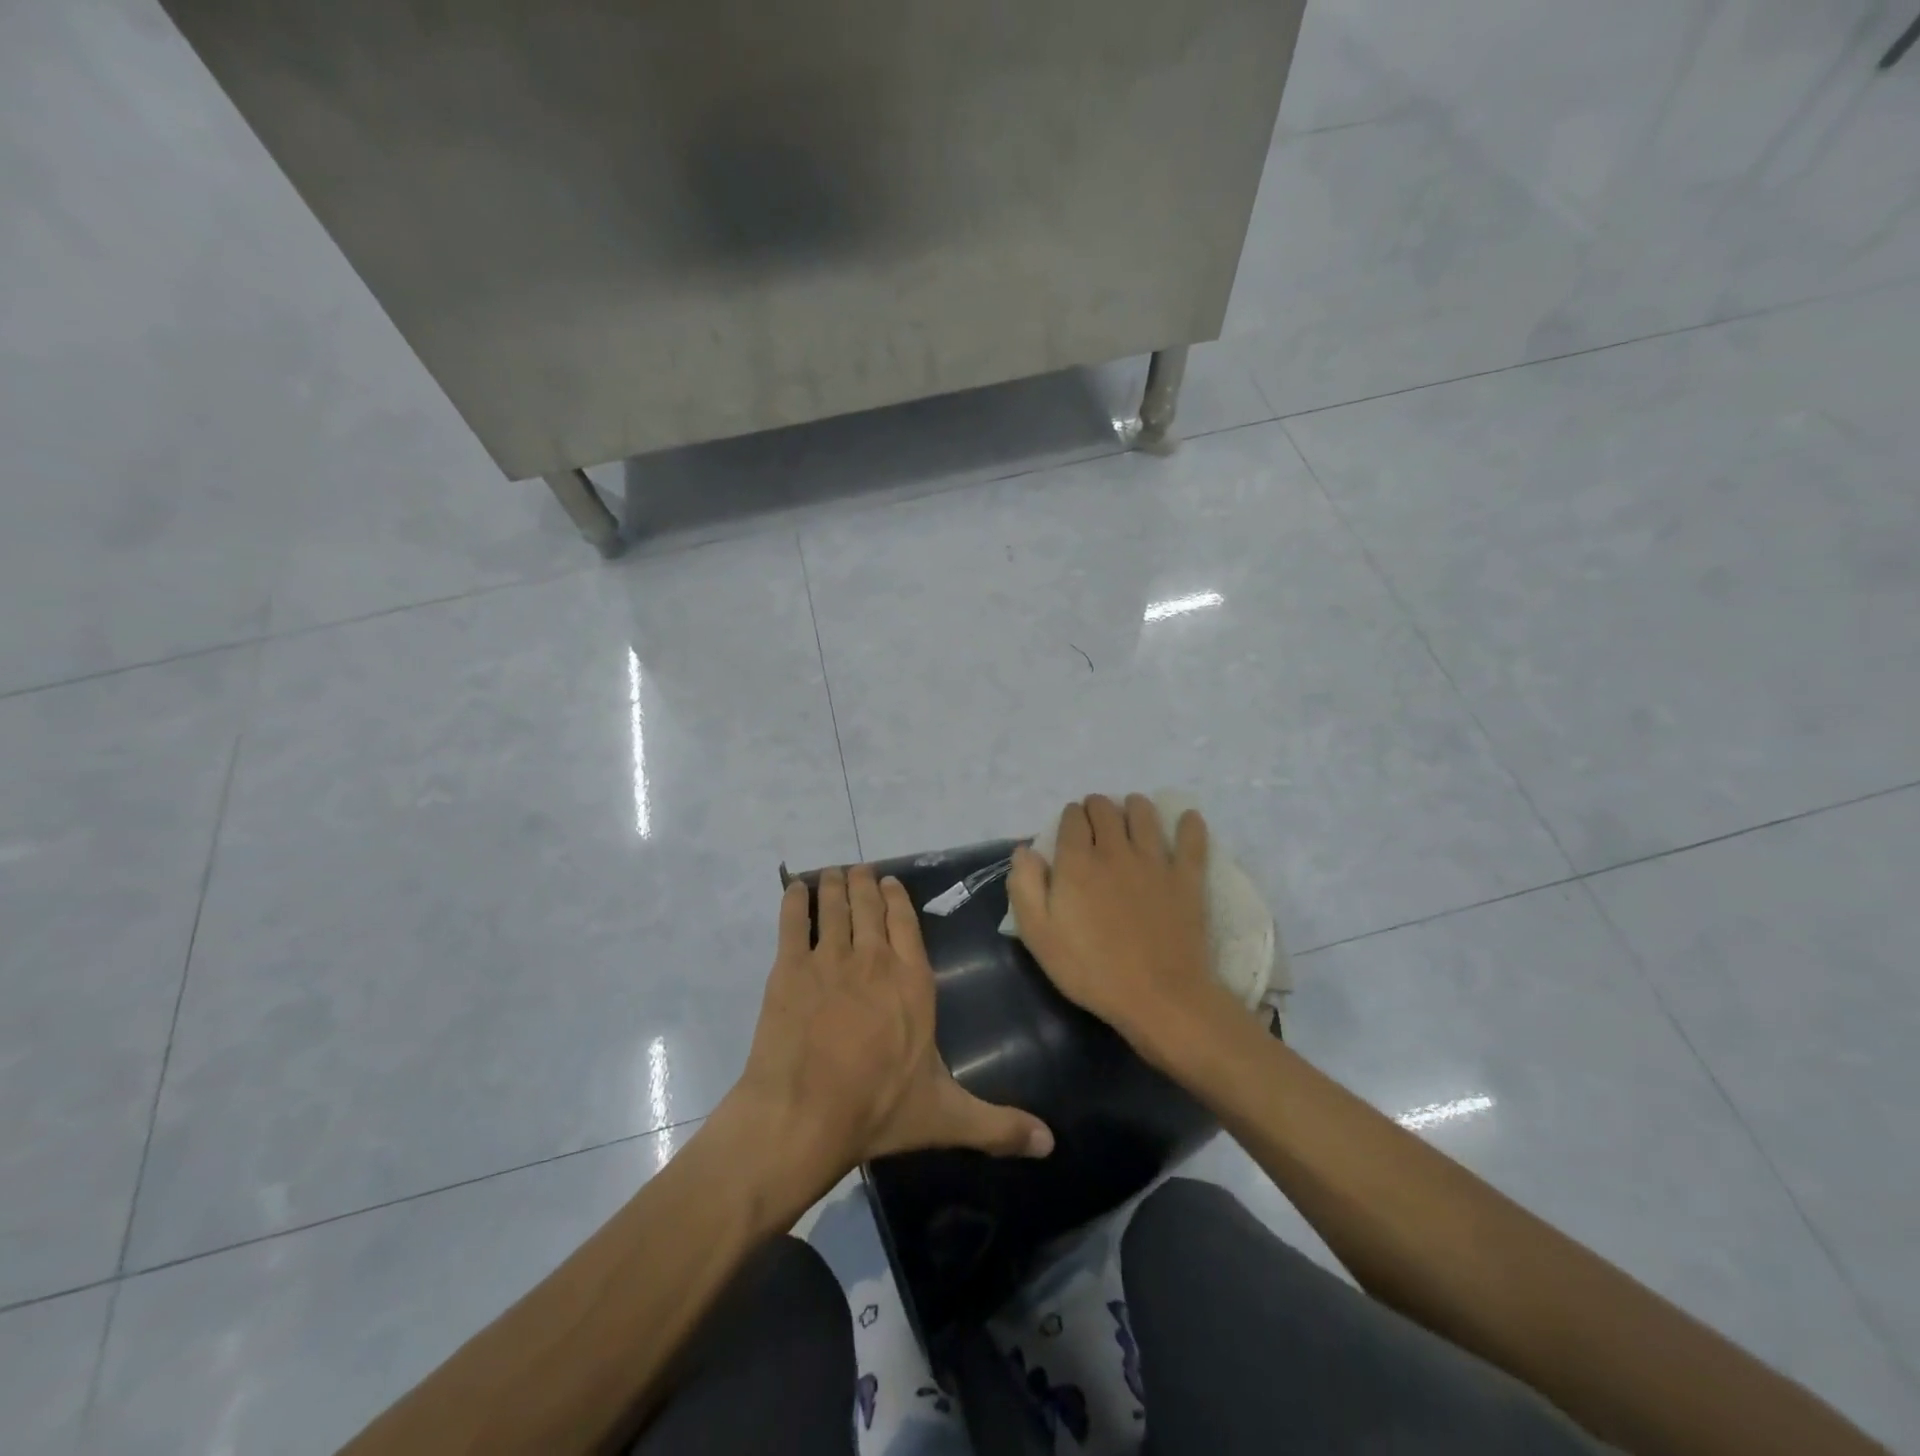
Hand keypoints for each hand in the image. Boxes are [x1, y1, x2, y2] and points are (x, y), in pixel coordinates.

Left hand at [731, 865, 1053, 1183]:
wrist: (803, 1117)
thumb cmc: (878, 1110)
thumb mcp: (946, 1117)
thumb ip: (998, 1125)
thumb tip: (1051, 1144)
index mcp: (912, 981)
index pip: (907, 923)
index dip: (897, 898)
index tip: (889, 881)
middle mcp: (874, 959)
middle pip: (868, 906)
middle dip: (863, 884)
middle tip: (857, 871)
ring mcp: (829, 959)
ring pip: (833, 907)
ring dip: (832, 886)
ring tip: (830, 873)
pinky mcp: (789, 969)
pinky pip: (792, 923)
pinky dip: (794, 901)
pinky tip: (794, 889)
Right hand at [1008, 794, 1238, 1064]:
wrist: (1158, 997)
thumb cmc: (1090, 970)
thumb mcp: (1038, 936)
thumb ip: (1024, 887)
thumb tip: (1024, 850)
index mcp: (1077, 862)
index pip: (1072, 817)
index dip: (1069, 818)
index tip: (1069, 830)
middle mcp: (1115, 850)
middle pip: (1105, 808)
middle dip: (1096, 808)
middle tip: (1095, 822)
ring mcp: (1155, 860)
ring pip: (1144, 813)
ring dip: (1134, 806)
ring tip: (1132, 814)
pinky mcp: (1187, 877)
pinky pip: (1191, 839)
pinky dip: (1189, 824)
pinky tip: (1187, 819)